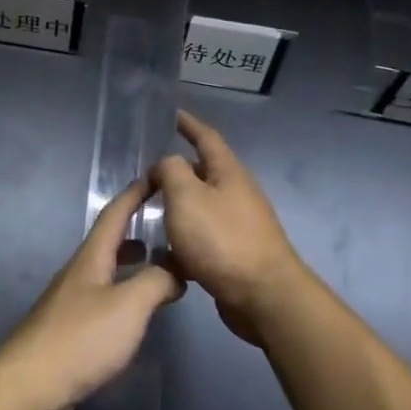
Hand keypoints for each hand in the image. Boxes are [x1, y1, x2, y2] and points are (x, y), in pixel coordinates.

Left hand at [0, 177, 183, 409]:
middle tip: (165, 227)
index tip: (157, 177)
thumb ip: (157, 282)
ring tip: (157, 266)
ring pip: (106, 271)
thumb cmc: (81, 339)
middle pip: (108, 242)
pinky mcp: (69, 331)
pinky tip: (135, 313)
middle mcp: (78, 274)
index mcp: (91, 259)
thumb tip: (176, 270)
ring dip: (130, 263)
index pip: (114, 214)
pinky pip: (103, 299)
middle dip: (135, 229)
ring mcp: (71, 302)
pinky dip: (124, 293)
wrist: (29, 386)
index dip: (135, 194)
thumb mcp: (129, 306)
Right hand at [152, 112, 307, 344]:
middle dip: (177, 170)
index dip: (188, 124)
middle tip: (147, 176)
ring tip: (150, 212)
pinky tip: (166, 251)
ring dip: (179, 206)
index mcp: (228, 172)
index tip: (172, 113)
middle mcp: (238, 193)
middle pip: (204, 173)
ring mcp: (240, 224)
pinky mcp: (237, 253)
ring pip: (202, 206)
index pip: (206, 138)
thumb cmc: (222, 239)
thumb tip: (165, 165)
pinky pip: (205, 236)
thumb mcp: (186, 196)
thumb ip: (170, 171)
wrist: (263, 296)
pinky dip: (184, 237)